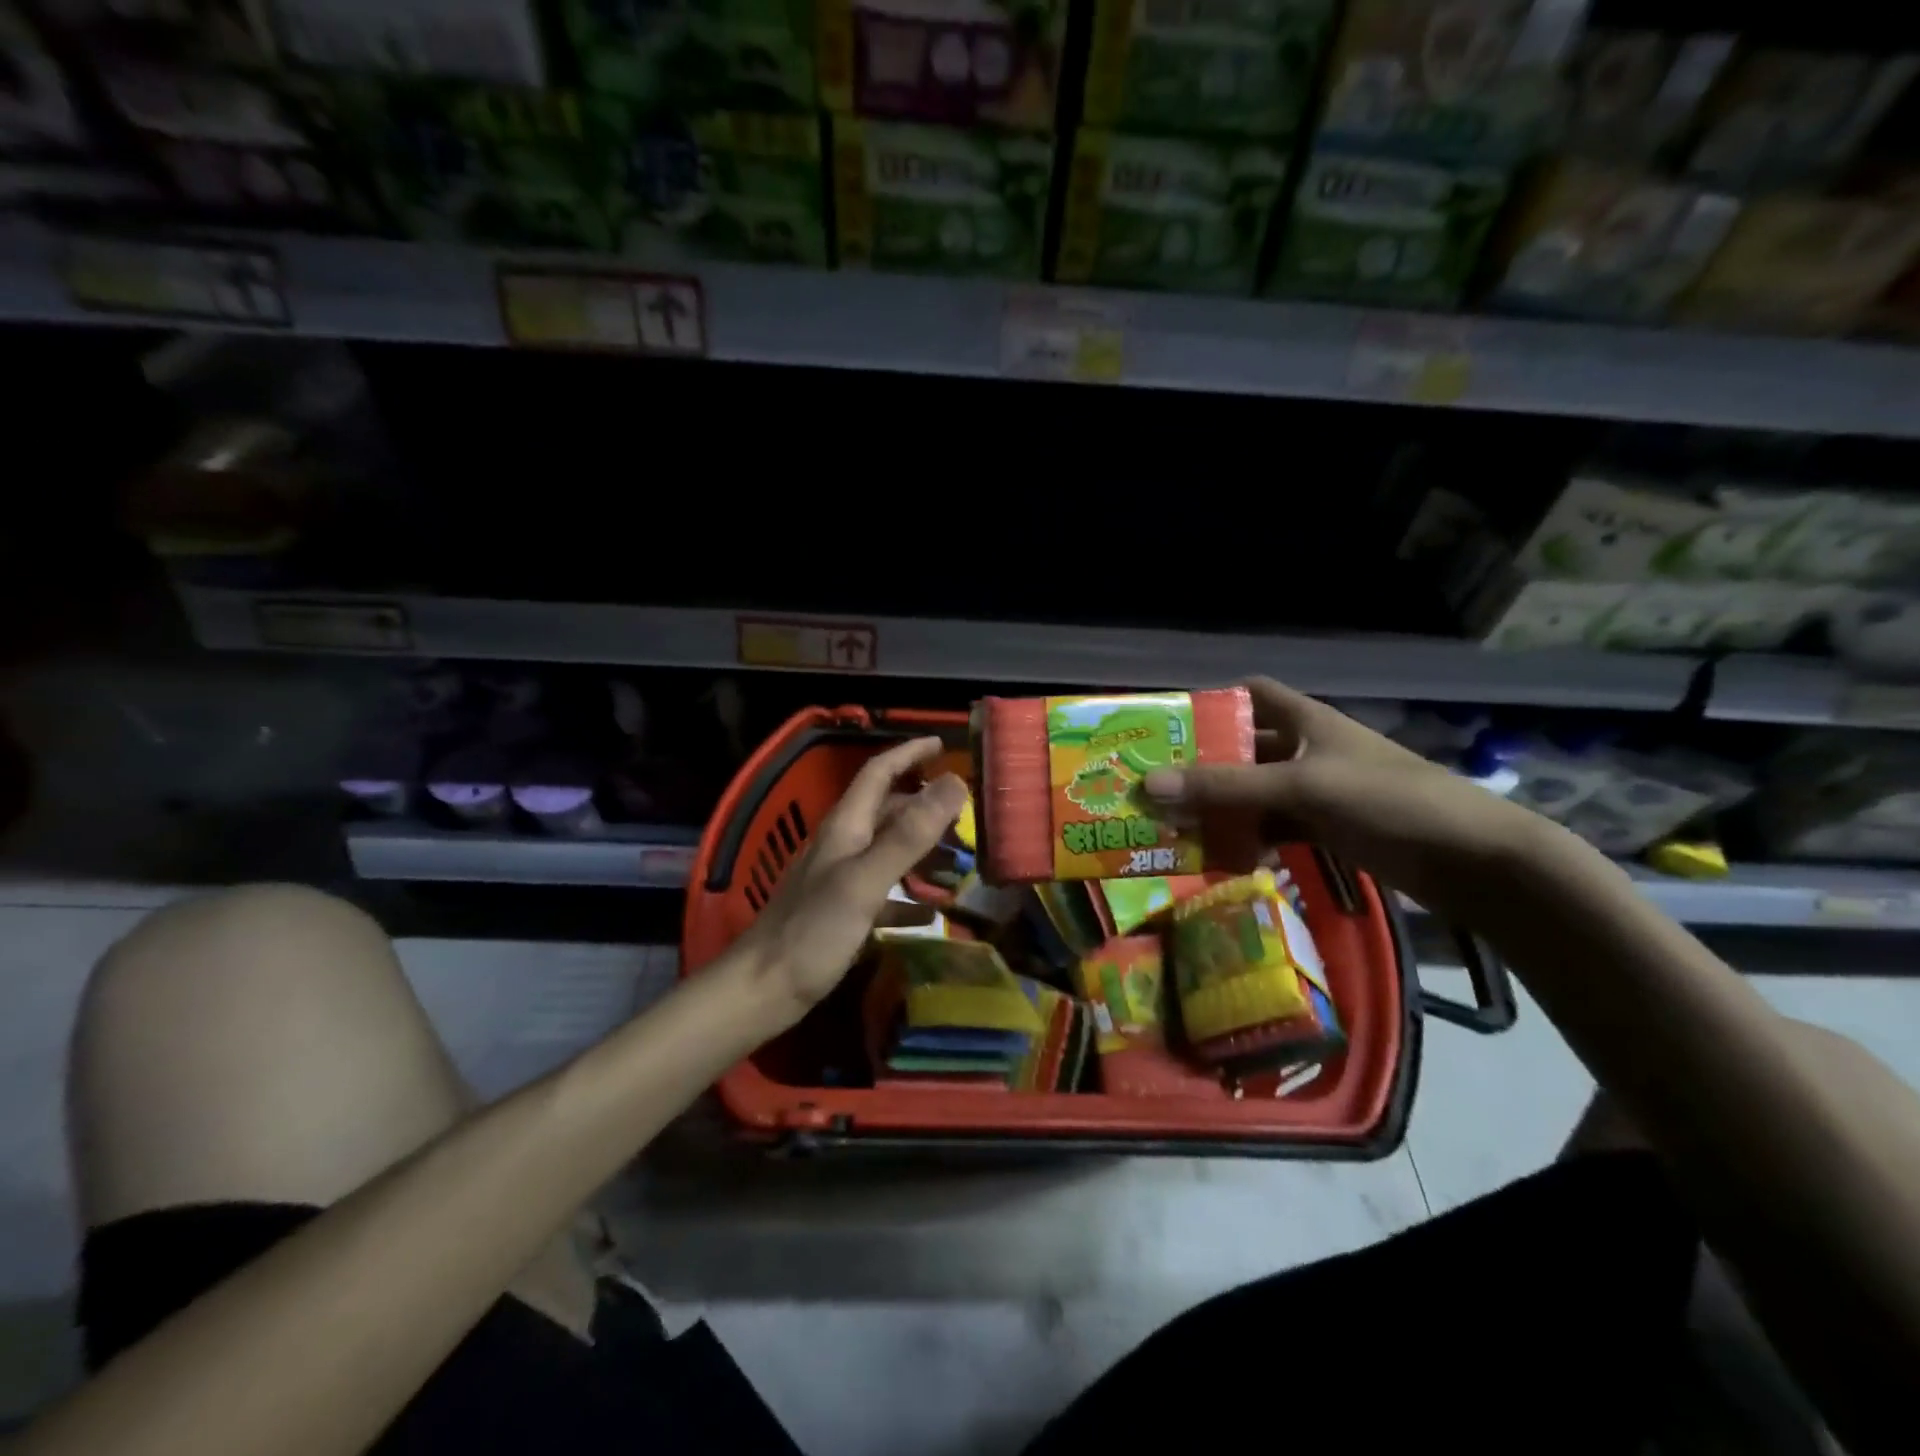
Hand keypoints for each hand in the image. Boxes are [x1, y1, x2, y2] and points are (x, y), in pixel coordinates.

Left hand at [735, 736, 966, 1024]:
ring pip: (888, 850)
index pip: (878, 773)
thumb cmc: (813, 931)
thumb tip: (955, 783)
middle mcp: (842, 845)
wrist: (763, 989)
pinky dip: (909, 896)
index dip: (908, 753)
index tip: (942, 744)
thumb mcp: (866, 880)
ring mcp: (840, 879)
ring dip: (922, 849)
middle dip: (924, 804)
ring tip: (959, 861)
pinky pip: (884, 893)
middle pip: (887, 811)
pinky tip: (930, 912)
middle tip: (966, 812)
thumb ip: (909, 834)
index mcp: (846, 827)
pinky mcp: (841, 912)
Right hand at [1142, 678, 1551, 919]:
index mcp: (1305, 721)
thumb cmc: (1386, 799)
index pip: (1251, 694)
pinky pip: (1272, 828)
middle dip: (1201, 766)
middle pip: (1242, 749)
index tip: (1169, 725)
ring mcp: (1316, 792)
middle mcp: (1306, 750)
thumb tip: (1148, 784)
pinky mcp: (1326, 829)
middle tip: (1152, 785)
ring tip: (1171, 826)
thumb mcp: (1301, 786)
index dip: (1212, 701)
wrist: (1470, 859)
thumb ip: (1226, 788)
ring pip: (1253, 794)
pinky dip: (1247, 840)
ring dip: (1219, 809)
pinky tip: (1219, 857)